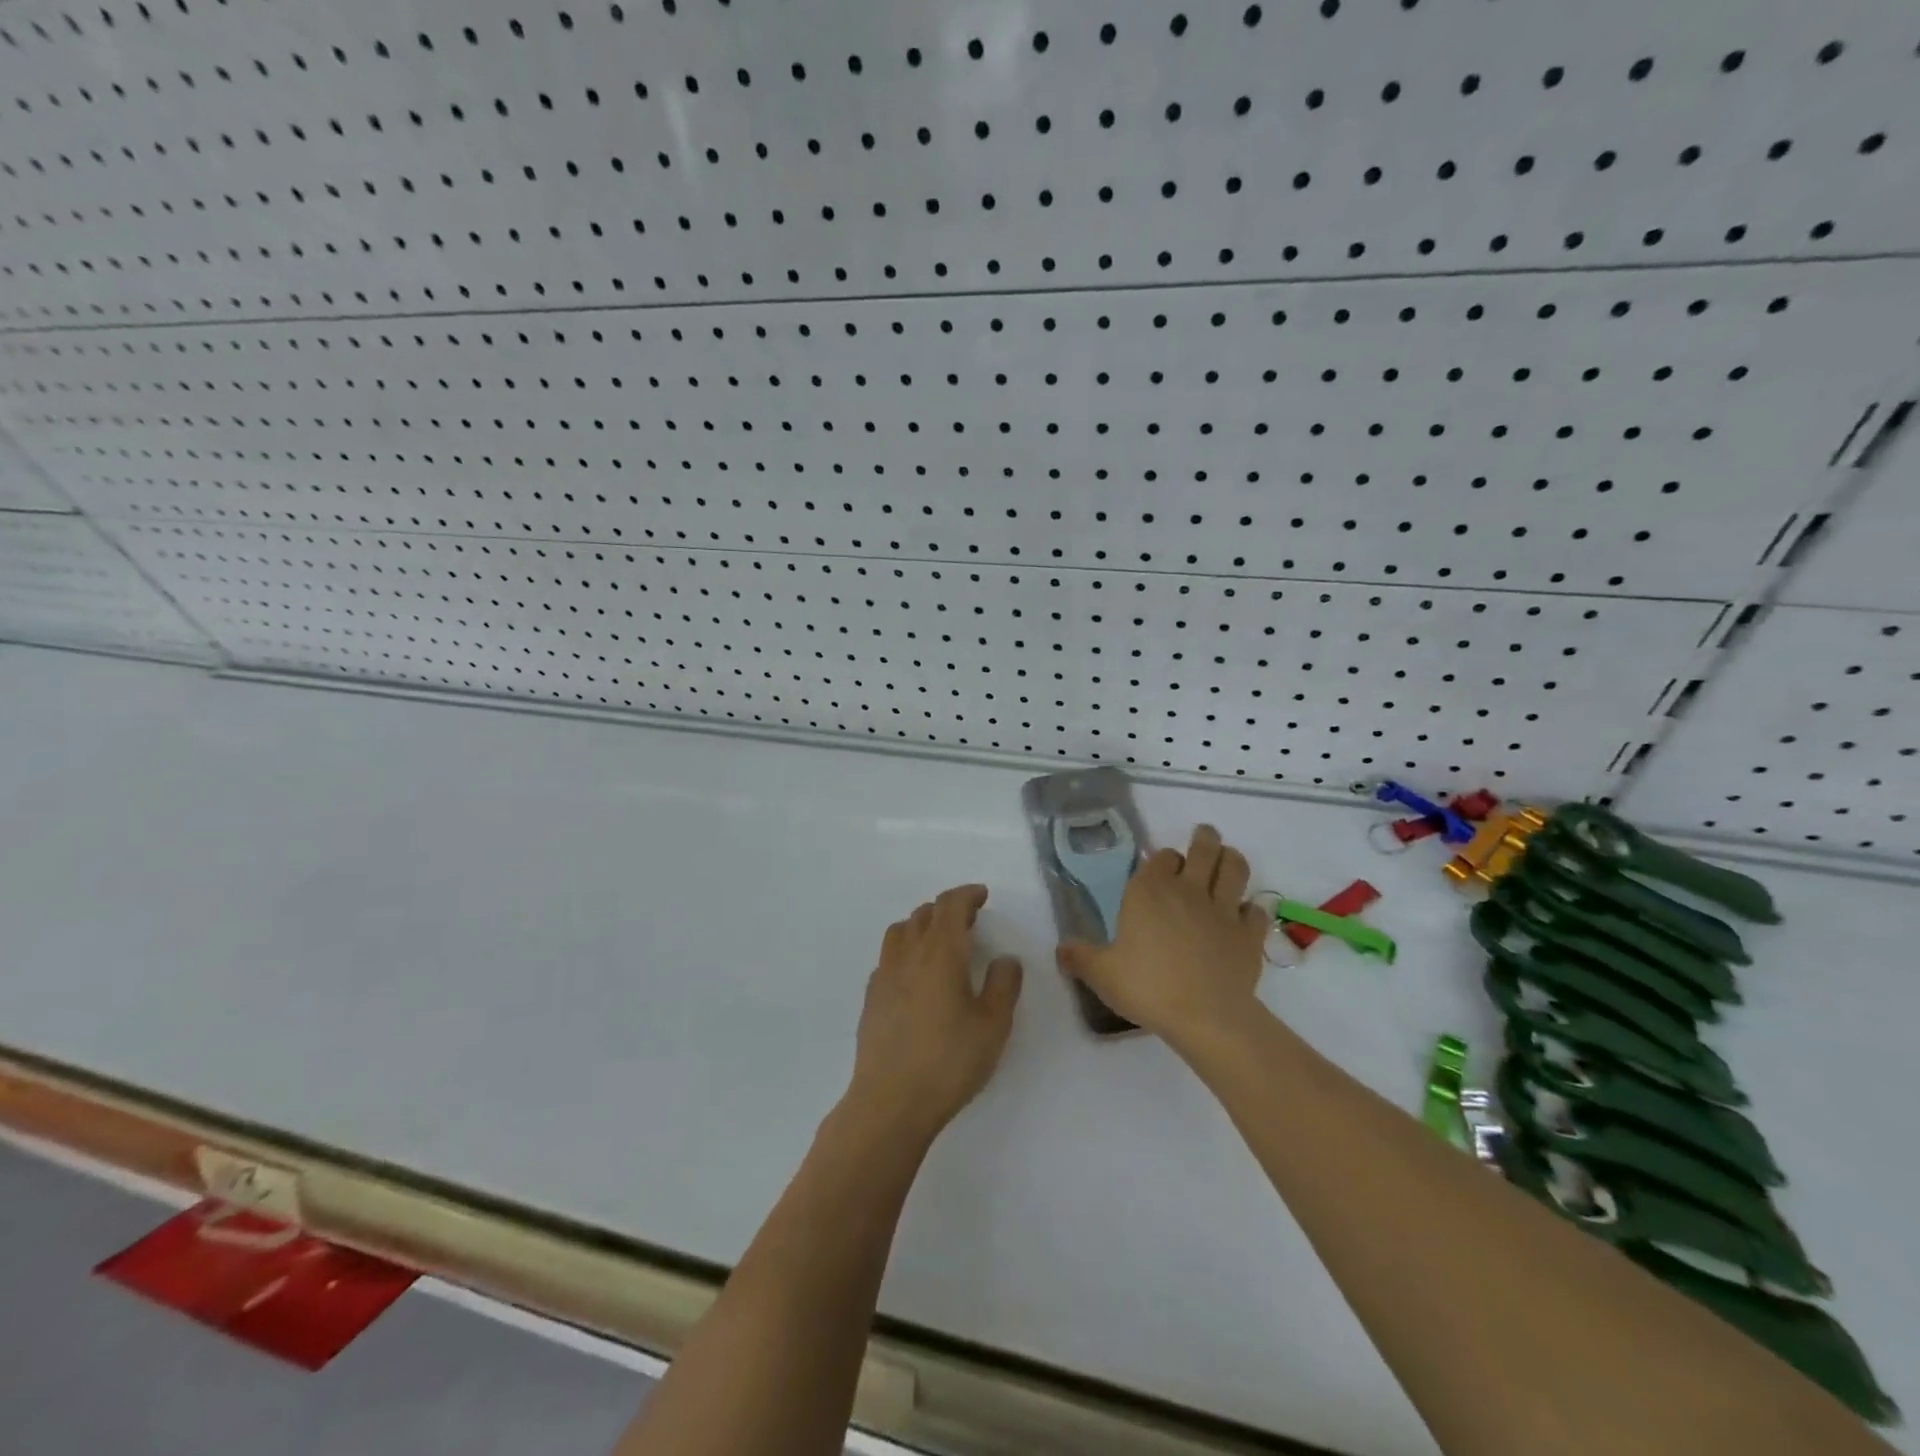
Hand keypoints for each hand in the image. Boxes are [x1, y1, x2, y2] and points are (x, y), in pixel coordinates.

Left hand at [845, 884, 1023, 1141]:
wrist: (890, 1101)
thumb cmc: (949, 1061)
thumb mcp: (993, 1025)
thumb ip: (1003, 985)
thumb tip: (1005, 959)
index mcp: (940, 952)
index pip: (950, 906)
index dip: (967, 895)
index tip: (982, 896)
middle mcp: (908, 954)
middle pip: (924, 913)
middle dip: (947, 909)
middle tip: (968, 922)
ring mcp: (884, 975)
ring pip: (900, 931)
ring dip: (921, 925)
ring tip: (939, 942)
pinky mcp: (870, 998)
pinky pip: (888, 958)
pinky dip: (905, 952)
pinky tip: (915, 976)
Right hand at [1055, 824, 1267, 1049]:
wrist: (1204, 1016)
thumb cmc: (1147, 987)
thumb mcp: (1101, 974)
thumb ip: (1080, 957)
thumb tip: (1060, 950)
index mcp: (1149, 892)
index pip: (1161, 858)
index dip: (1164, 859)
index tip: (1163, 866)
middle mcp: (1187, 891)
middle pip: (1203, 849)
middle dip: (1205, 839)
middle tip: (1205, 835)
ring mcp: (1223, 910)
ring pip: (1234, 869)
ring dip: (1232, 859)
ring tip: (1229, 858)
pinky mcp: (1249, 934)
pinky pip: (1256, 911)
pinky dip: (1252, 909)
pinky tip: (1246, 914)